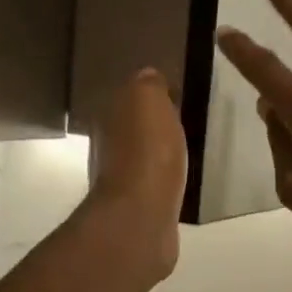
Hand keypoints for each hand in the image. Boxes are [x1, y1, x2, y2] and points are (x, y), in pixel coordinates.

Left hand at [84, 69, 187, 281]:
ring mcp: (121, 178)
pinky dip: (163, 177)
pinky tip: (179, 177)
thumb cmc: (148, 152)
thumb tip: (149, 77)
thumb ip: (148, 84)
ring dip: (158, 151)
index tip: (176, 95)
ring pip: (141, 154)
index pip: (129, 95)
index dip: (152, 94)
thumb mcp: (149, 100)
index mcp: (108, 115)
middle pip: (133, 125)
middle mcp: (107, 145)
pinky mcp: (138, 205)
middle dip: (153, 123)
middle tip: (183, 120)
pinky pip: (153, 181)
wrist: (142, 215)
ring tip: (184, 149)